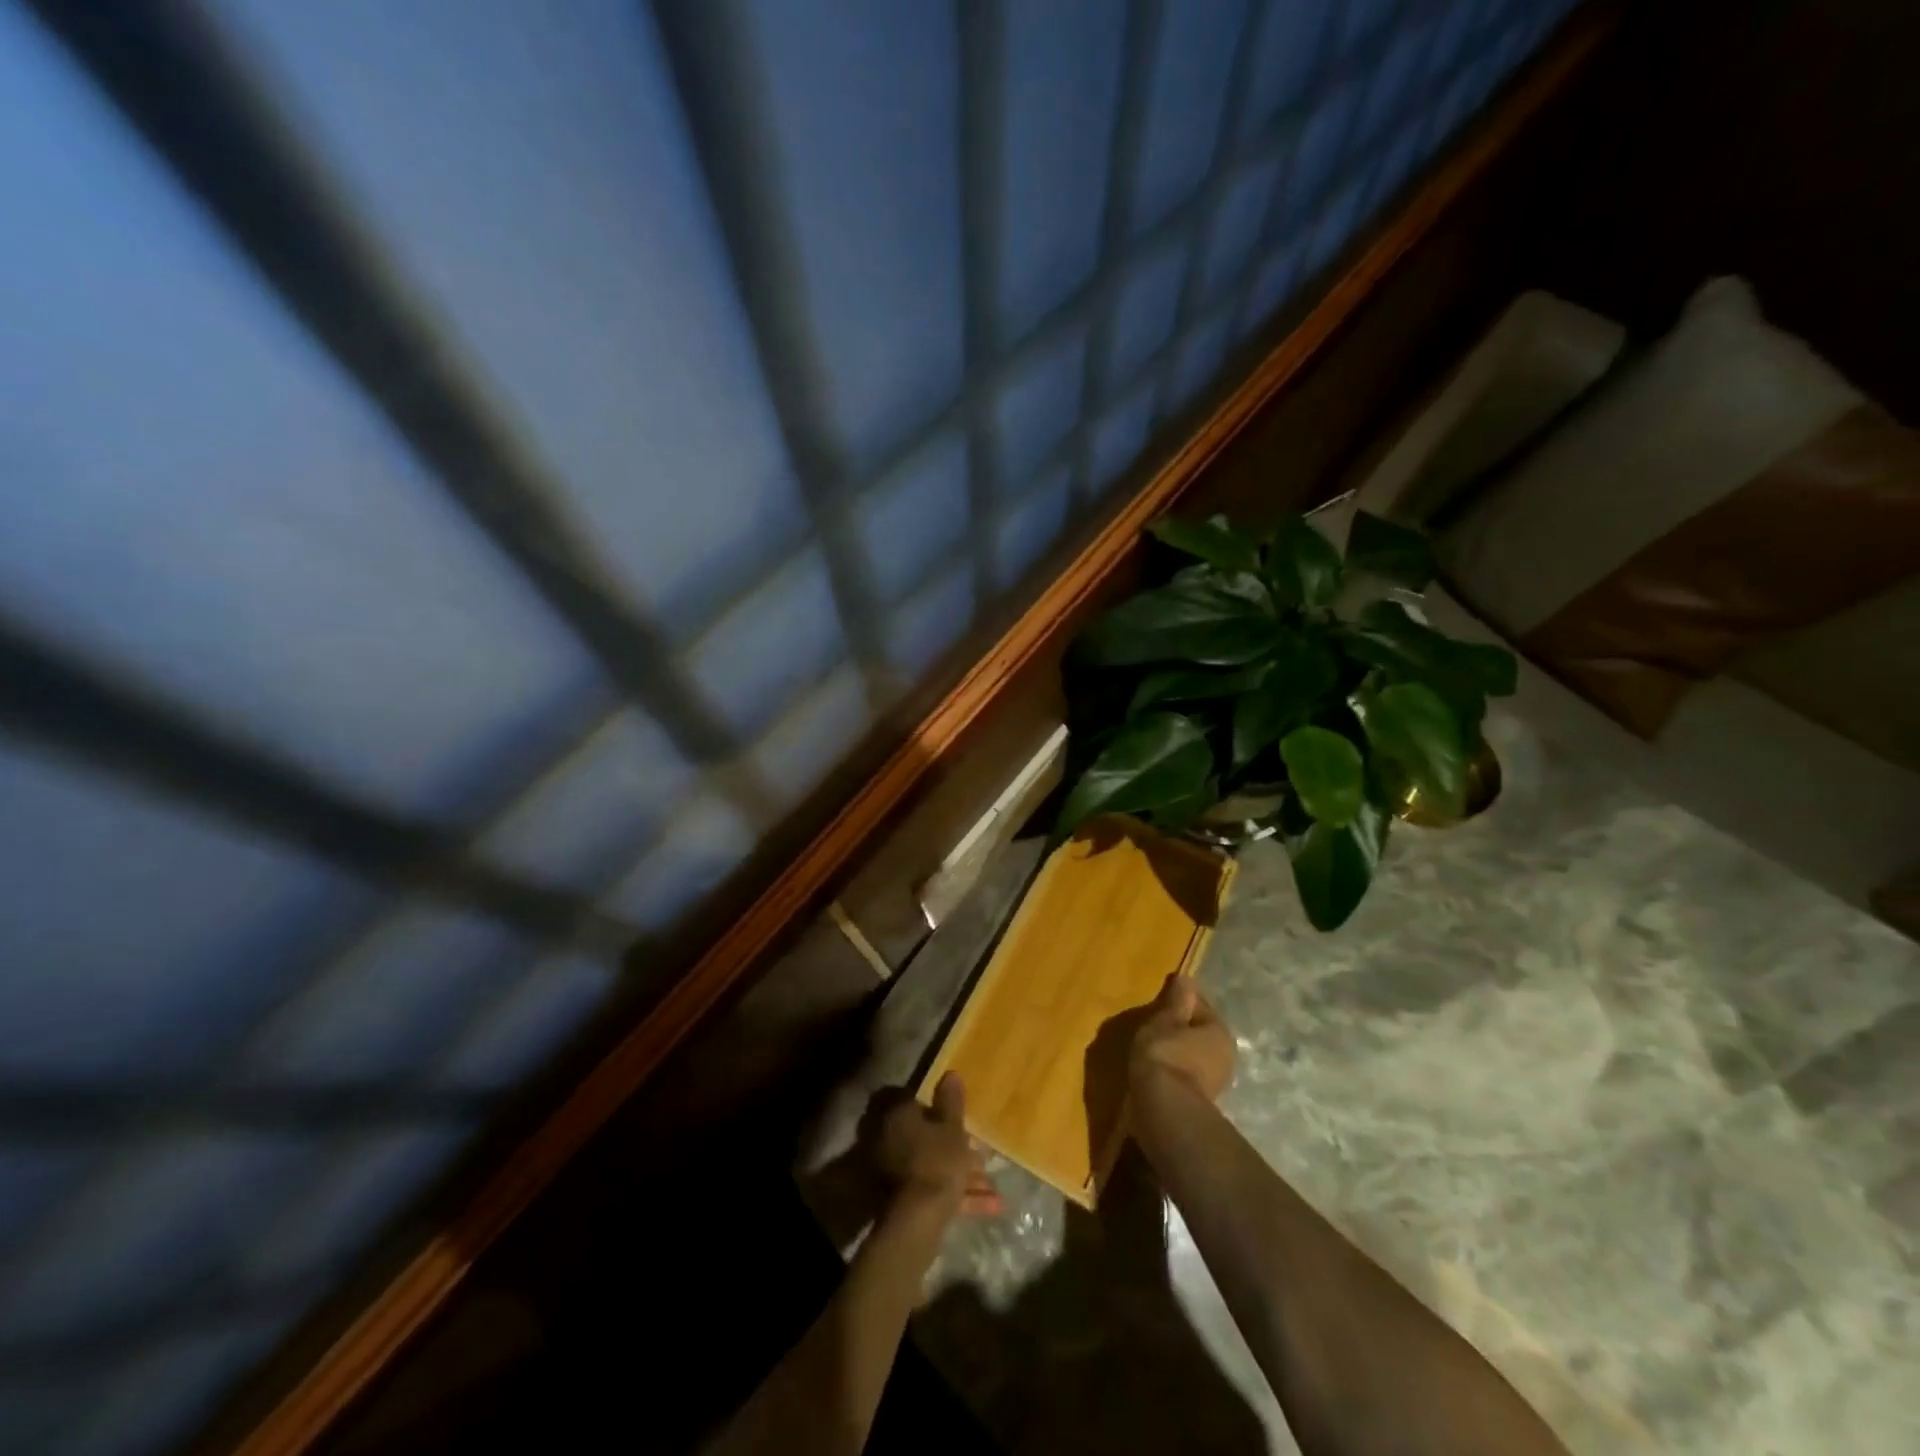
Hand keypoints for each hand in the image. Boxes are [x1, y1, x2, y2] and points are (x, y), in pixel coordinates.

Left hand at [875, 1074, 1000, 1216]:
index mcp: (899, 1117)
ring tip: (993, 1183)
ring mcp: (896, 1173)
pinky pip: (936, 1191)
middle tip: (982, 1151)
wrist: (919, 1220)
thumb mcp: (952, 1128)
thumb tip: (951, 1073)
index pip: (919, 1102)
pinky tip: (993, 1206)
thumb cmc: (938, 1161)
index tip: (961, 1113)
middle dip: (957, 1145)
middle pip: (928, 1136)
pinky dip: (960, 1196)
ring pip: (934, 1166)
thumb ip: (952, 1102)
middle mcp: (892, 1141)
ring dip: (963, 1173)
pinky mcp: (906, 1201)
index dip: (941, 1106)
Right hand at [1130, 974, 1234, 1102]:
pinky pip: (1185, 1074)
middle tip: (1155, 1024)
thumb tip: (1186, 978)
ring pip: (1193, 1055)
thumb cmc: (1165, 1054)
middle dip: (1180, 1028)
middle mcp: (1225, 1055)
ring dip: (1177, 1050)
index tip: (1161, 999)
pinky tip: (1156, 1070)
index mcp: (1219, 1031)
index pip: (1199, 1005)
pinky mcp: (1201, 1101)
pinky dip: (1174, 1070)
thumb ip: (1176, 1000)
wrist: (1165, 1109)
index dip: (1180, 999)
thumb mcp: (1165, 1020)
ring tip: (1152, 1048)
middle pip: (1199, 1032)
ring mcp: (1216, 1081)